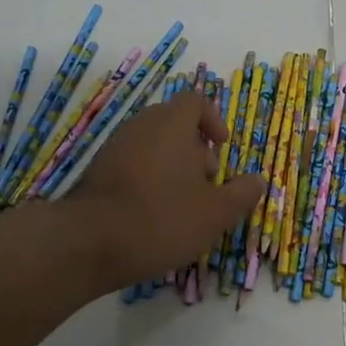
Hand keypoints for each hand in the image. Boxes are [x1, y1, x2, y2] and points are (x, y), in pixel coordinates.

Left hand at [67, 90, 265, 287]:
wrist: (88, 243)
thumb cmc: (162, 219)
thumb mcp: (215, 213)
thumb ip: (241, 194)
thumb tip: (257, 181)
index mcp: (171, 125)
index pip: (195, 101)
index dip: (214, 121)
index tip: (223, 148)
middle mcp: (141, 126)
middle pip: (174, 123)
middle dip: (195, 149)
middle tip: (207, 182)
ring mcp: (114, 147)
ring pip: (152, 145)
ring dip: (173, 166)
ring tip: (183, 204)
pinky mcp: (97, 171)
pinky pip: (133, 163)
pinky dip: (149, 178)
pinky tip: (153, 214)